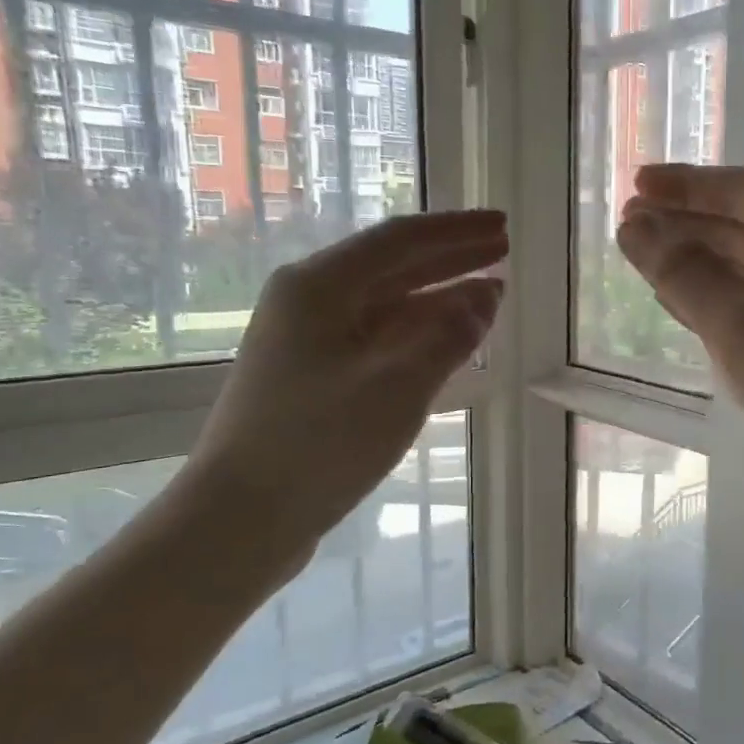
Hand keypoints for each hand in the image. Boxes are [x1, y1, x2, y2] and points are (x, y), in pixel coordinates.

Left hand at [182, 209, 506, 574]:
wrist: (241, 518)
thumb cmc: (319, 444)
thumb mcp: (398, 386)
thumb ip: (448, 335)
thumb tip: (486, 295)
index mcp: (320, 287)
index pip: (401, 241)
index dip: (456, 232)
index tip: (502, 226)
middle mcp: (310, 302)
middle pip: (393, 267)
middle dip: (451, 257)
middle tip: (503, 249)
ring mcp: (308, 341)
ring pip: (386, 305)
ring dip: (438, 297)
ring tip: (489, 293)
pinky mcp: (313, 377)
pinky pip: (378, 338)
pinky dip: (417, 334)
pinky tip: (447, 339)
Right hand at [617, 165, 743, 535]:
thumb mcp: (743, 326)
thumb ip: (685, 272)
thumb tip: (635, 227)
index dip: (685, 186)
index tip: (634, 184)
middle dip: (688, 226)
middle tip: (628, 226)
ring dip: (702, 266)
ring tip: (646, 261)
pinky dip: (724, 306)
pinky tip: (688, 310)